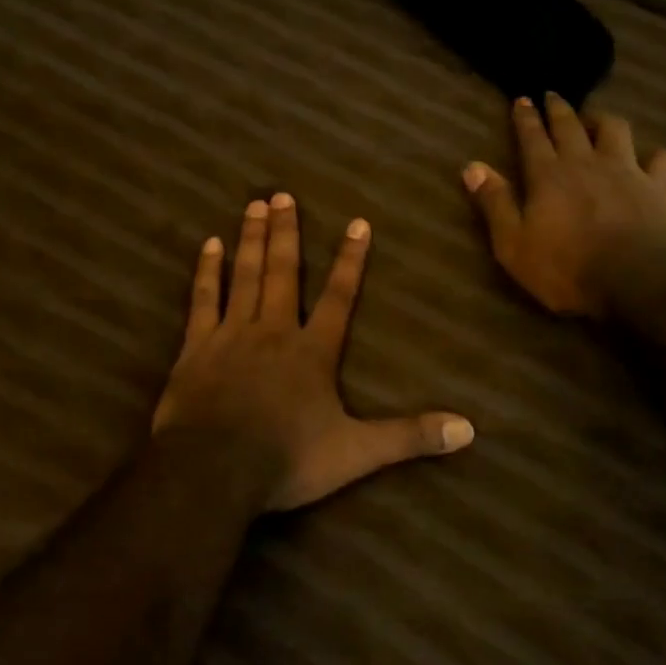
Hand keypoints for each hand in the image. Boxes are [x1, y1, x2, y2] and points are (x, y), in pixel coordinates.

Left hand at [153, 194, 475, 511]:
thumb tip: (469, 430)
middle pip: (284, 273)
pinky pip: (202, 300)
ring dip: (252, 240)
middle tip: (283, 194)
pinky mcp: (196, 349)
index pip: (339, 297)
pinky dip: (207, 272)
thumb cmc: (287, 458)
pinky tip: (209, 246)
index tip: (358, 222)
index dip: (351, 260)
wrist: (213, 470)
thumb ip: (410, 436)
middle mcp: (274, 331)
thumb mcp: (357, 452)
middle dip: (287, 233)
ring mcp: (231, 335)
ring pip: (244, 276)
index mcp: (313, 351)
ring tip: (254, 205)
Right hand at [463, 94, 665, 316]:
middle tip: (552, 95)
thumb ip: (495, 203)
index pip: (532, 137)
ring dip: (603, 120)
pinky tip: (651, 158)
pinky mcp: (659, 188)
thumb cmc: (564, 269)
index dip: (525, 117)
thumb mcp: (513, 244)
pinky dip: (655, 155)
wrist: (633, 283)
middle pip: (570, 125)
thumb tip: (472, 166)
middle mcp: (586, 162)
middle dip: (559, 108)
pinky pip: (662, 158)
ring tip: (596, 120)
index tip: (522, 99)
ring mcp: (627, 171)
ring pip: (615, 129)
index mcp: (548, 175)